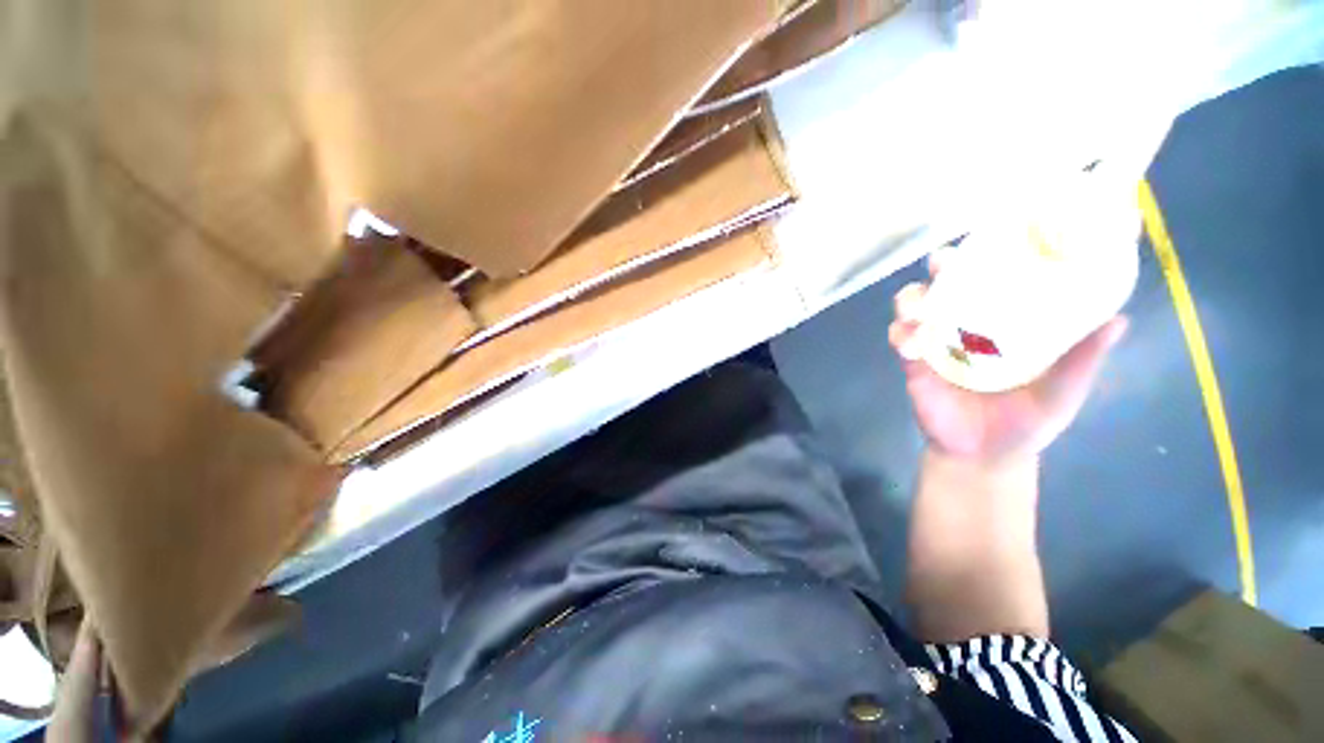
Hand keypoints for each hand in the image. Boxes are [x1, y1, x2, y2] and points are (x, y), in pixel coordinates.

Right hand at [888, 252, 1127, 460]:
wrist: (983, 455)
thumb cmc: (1027, 421)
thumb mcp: (1064, 390)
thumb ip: (1083, 359)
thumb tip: (1119, 319)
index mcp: (1006, 323)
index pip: (998, 278)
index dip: (993, 253)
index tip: (997, 233)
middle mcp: (968, 324)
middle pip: (949, 283)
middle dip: (943, 267)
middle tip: (945, 264)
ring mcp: (937, 342)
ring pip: (915, 306)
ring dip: (911, 300)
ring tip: (919, 308)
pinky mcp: (914, 362)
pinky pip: (900, 340)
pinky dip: (901, 336)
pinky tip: (910, 346)